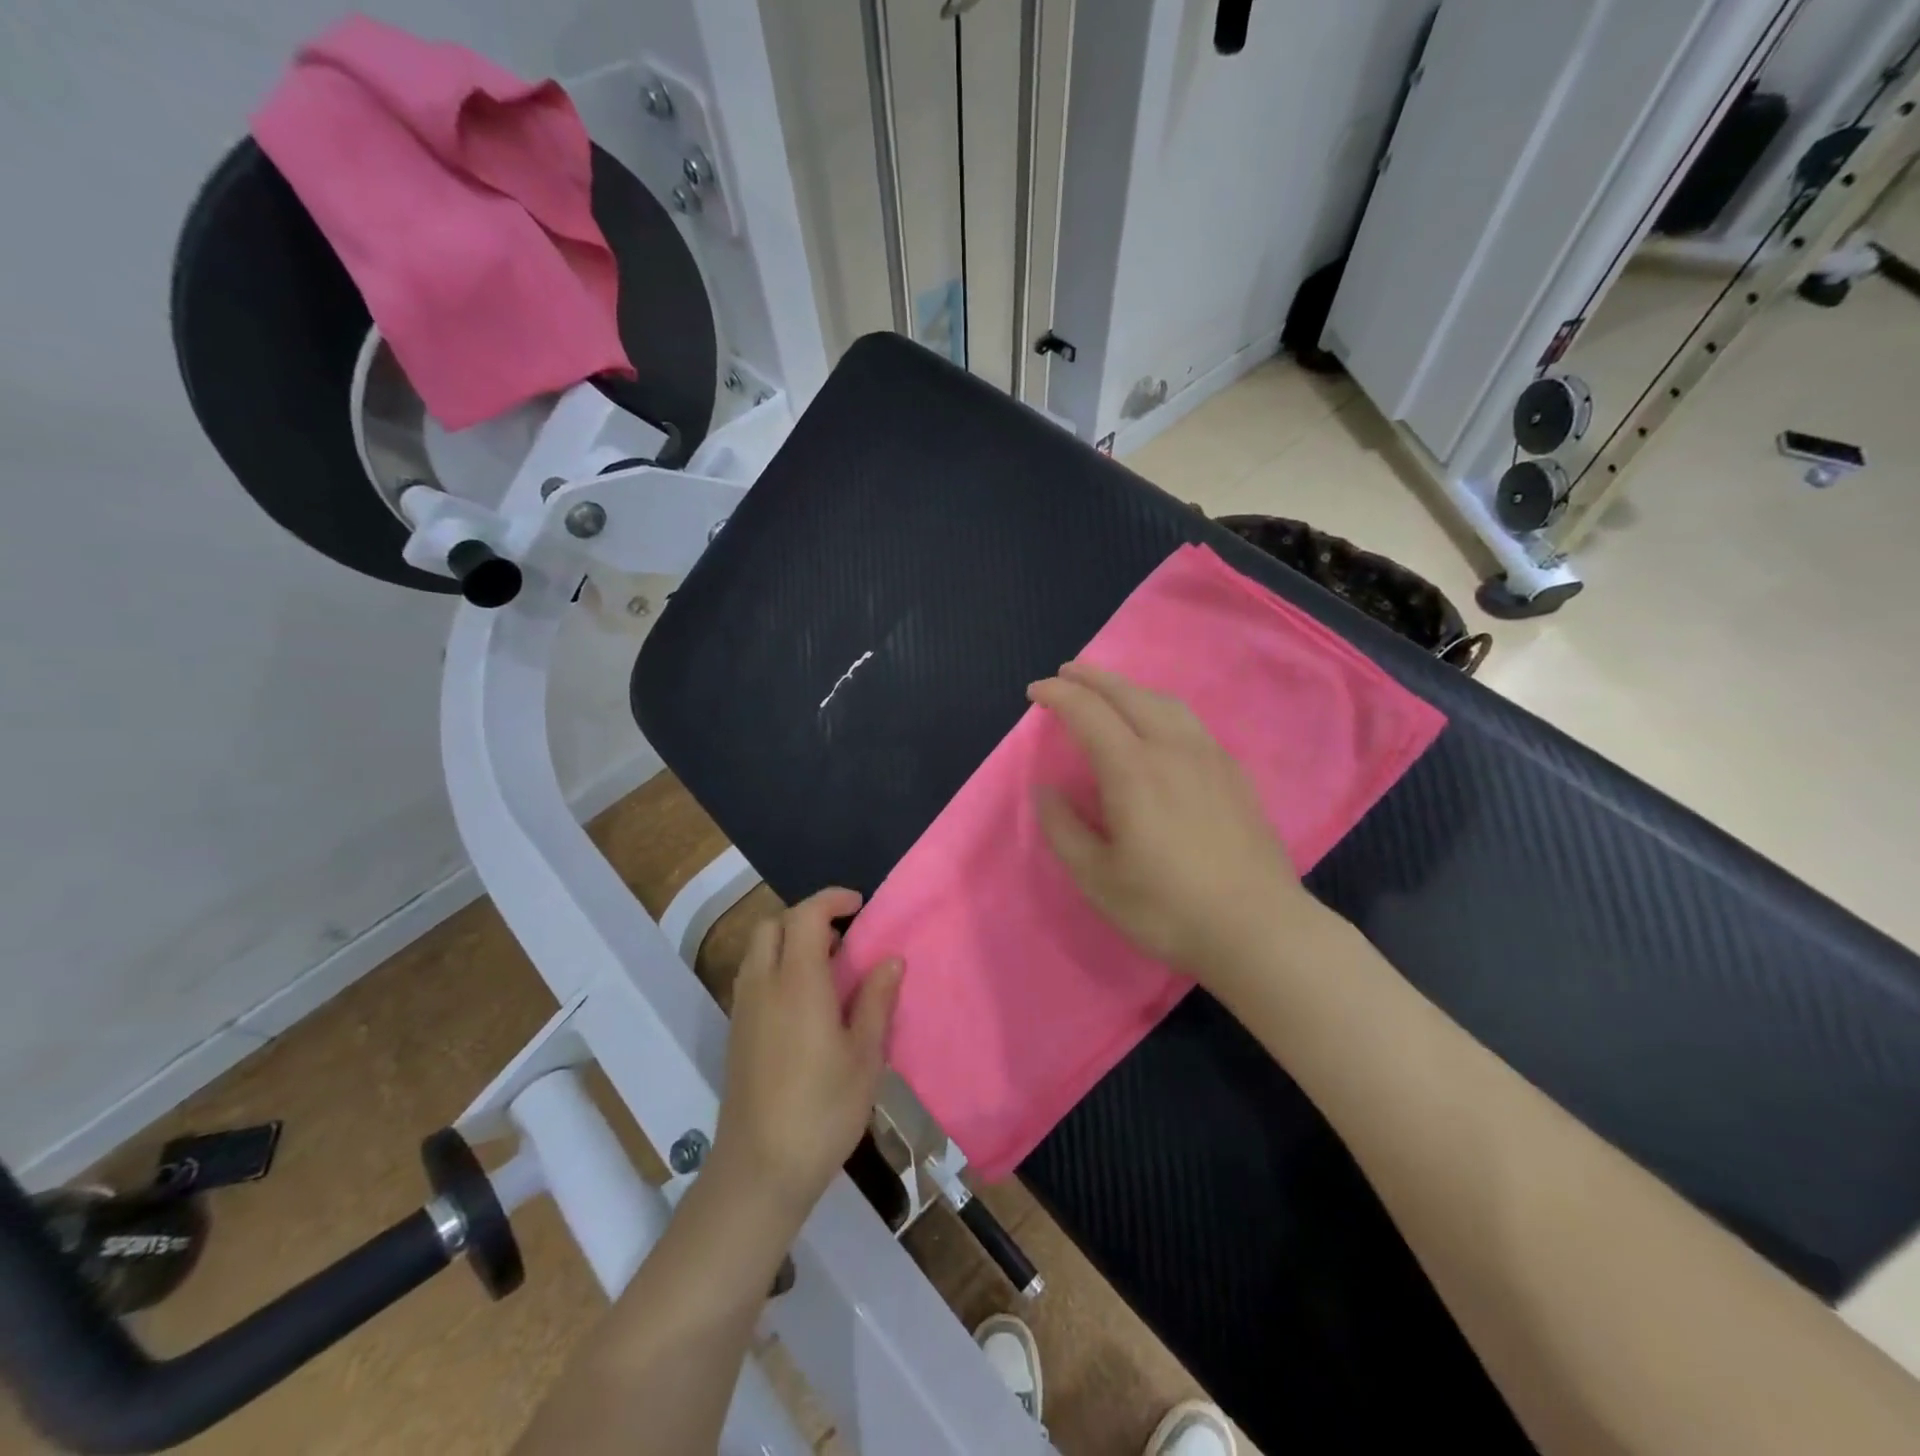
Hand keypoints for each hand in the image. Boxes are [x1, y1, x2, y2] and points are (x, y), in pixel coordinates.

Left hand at [713, 889, 903, 1223]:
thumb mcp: (866, 1056)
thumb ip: (877, 1000)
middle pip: (773, 924)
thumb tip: (890, 959)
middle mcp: (763, 985)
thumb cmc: (823, 1110)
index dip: (832, 900)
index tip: (859, 905)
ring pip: (759, 949)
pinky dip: (777, 966)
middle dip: (807, 917)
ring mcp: (743, 1009)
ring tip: (829, 970)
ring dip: (790, 941)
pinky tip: (806, 1003)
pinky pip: (754, 976)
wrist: (760, 1170)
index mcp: (798, 983)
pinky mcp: (736, 1032)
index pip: (806, 916)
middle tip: (843, 939)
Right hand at [1027, 662, 1319, 985]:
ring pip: (1164, 702)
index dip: (1058, 695)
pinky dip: (1159, 708)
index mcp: (1133, 770)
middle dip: (1092, 677)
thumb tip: (1045, 790)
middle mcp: (1172, 749)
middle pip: (1128, 694)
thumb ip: (1063, 828)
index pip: (1088, 712)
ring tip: (1108, 693)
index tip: (1035, 693)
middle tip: (1065, 674)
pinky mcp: (1234, 774)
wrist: (1258, 929)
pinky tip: (1158, 727)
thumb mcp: (1097, 878)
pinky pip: (1190, 722)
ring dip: (1129, 688)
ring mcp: (1210, 757)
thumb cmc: (1167, 908)